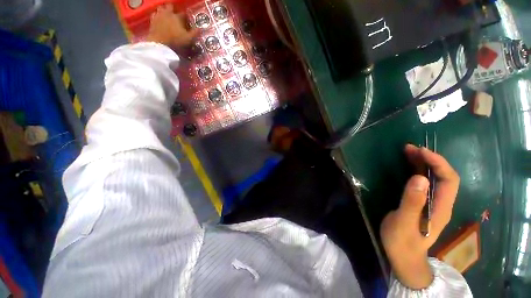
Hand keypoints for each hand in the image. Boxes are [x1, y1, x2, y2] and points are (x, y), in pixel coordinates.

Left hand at [146, 4, 198, 47]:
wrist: (159, 44)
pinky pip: (154, 15)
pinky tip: (158, 20)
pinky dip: (157, 16)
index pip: (183, 14)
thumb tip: (201, 29)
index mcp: (177, 17)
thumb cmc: (176, 41)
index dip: (185, 17)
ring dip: (164, 11)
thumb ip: (195, 34)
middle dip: (173, 9)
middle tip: (175, 15)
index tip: (187, 21)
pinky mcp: (152, 20)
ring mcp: (158, 16)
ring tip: (166, 16)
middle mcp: (168, 13)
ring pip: (161, 8)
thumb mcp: (189, 39)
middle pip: (170, 6)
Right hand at [380, 144, 459, 288]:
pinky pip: (425, 183)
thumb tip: (419, 177)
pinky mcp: (422, 204)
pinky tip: (408, 167)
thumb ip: (412, 202)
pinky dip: (417, 171)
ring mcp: (432, 203)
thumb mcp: (404, 222)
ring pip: (434, 179)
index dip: (438, 162)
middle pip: (444, 176)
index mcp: (441, 207)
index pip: (449, 179)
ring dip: (423, 163)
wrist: (403, 257)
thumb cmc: (402, 241)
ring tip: (408, 152)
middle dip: (430, 159)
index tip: (420, 151)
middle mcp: (441, 203)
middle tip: (411, 148)